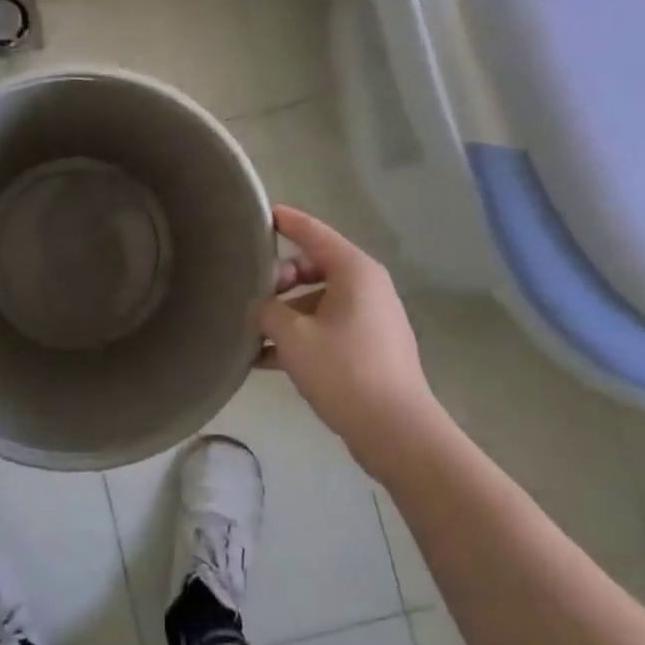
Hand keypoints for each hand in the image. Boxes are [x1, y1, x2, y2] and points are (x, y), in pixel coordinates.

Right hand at [256, 205, 436, 477]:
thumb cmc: (343, 370)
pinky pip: (326, 328)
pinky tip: (265, 359)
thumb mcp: (292, 336)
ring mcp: (370, 318)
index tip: (258, 214)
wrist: (395, 430)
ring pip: (317, 300)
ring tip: (250, 330)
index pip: (313, 232)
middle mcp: (366, 287)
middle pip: (313, 266)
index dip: (285, 221)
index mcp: (354, 271)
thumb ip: (267, 310)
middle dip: (278, 278)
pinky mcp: (368, 347)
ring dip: (285, 312)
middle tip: (249, 294)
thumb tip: (260, 307)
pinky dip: (299, 335)